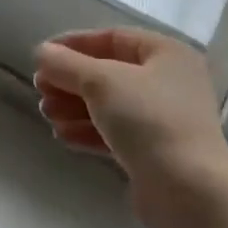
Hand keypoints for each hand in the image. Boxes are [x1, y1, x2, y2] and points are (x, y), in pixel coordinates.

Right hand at [33, 28, 227, 220]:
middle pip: (109, 73)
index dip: (75, 44)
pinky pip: (116, 133)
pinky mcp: (155, 152)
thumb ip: (66, 64)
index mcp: (166, 53)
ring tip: (46, 113)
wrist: (187, 189)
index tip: (42, 56)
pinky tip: (62, 135)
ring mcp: (164, 119)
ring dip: (75, 107)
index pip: (113, 38)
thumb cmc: (148, 120)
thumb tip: (41, 52)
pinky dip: (89, 131)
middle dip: (71, 81)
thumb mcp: (101, 82)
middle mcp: (169, 82)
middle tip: (40, 90)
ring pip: (110, 105)